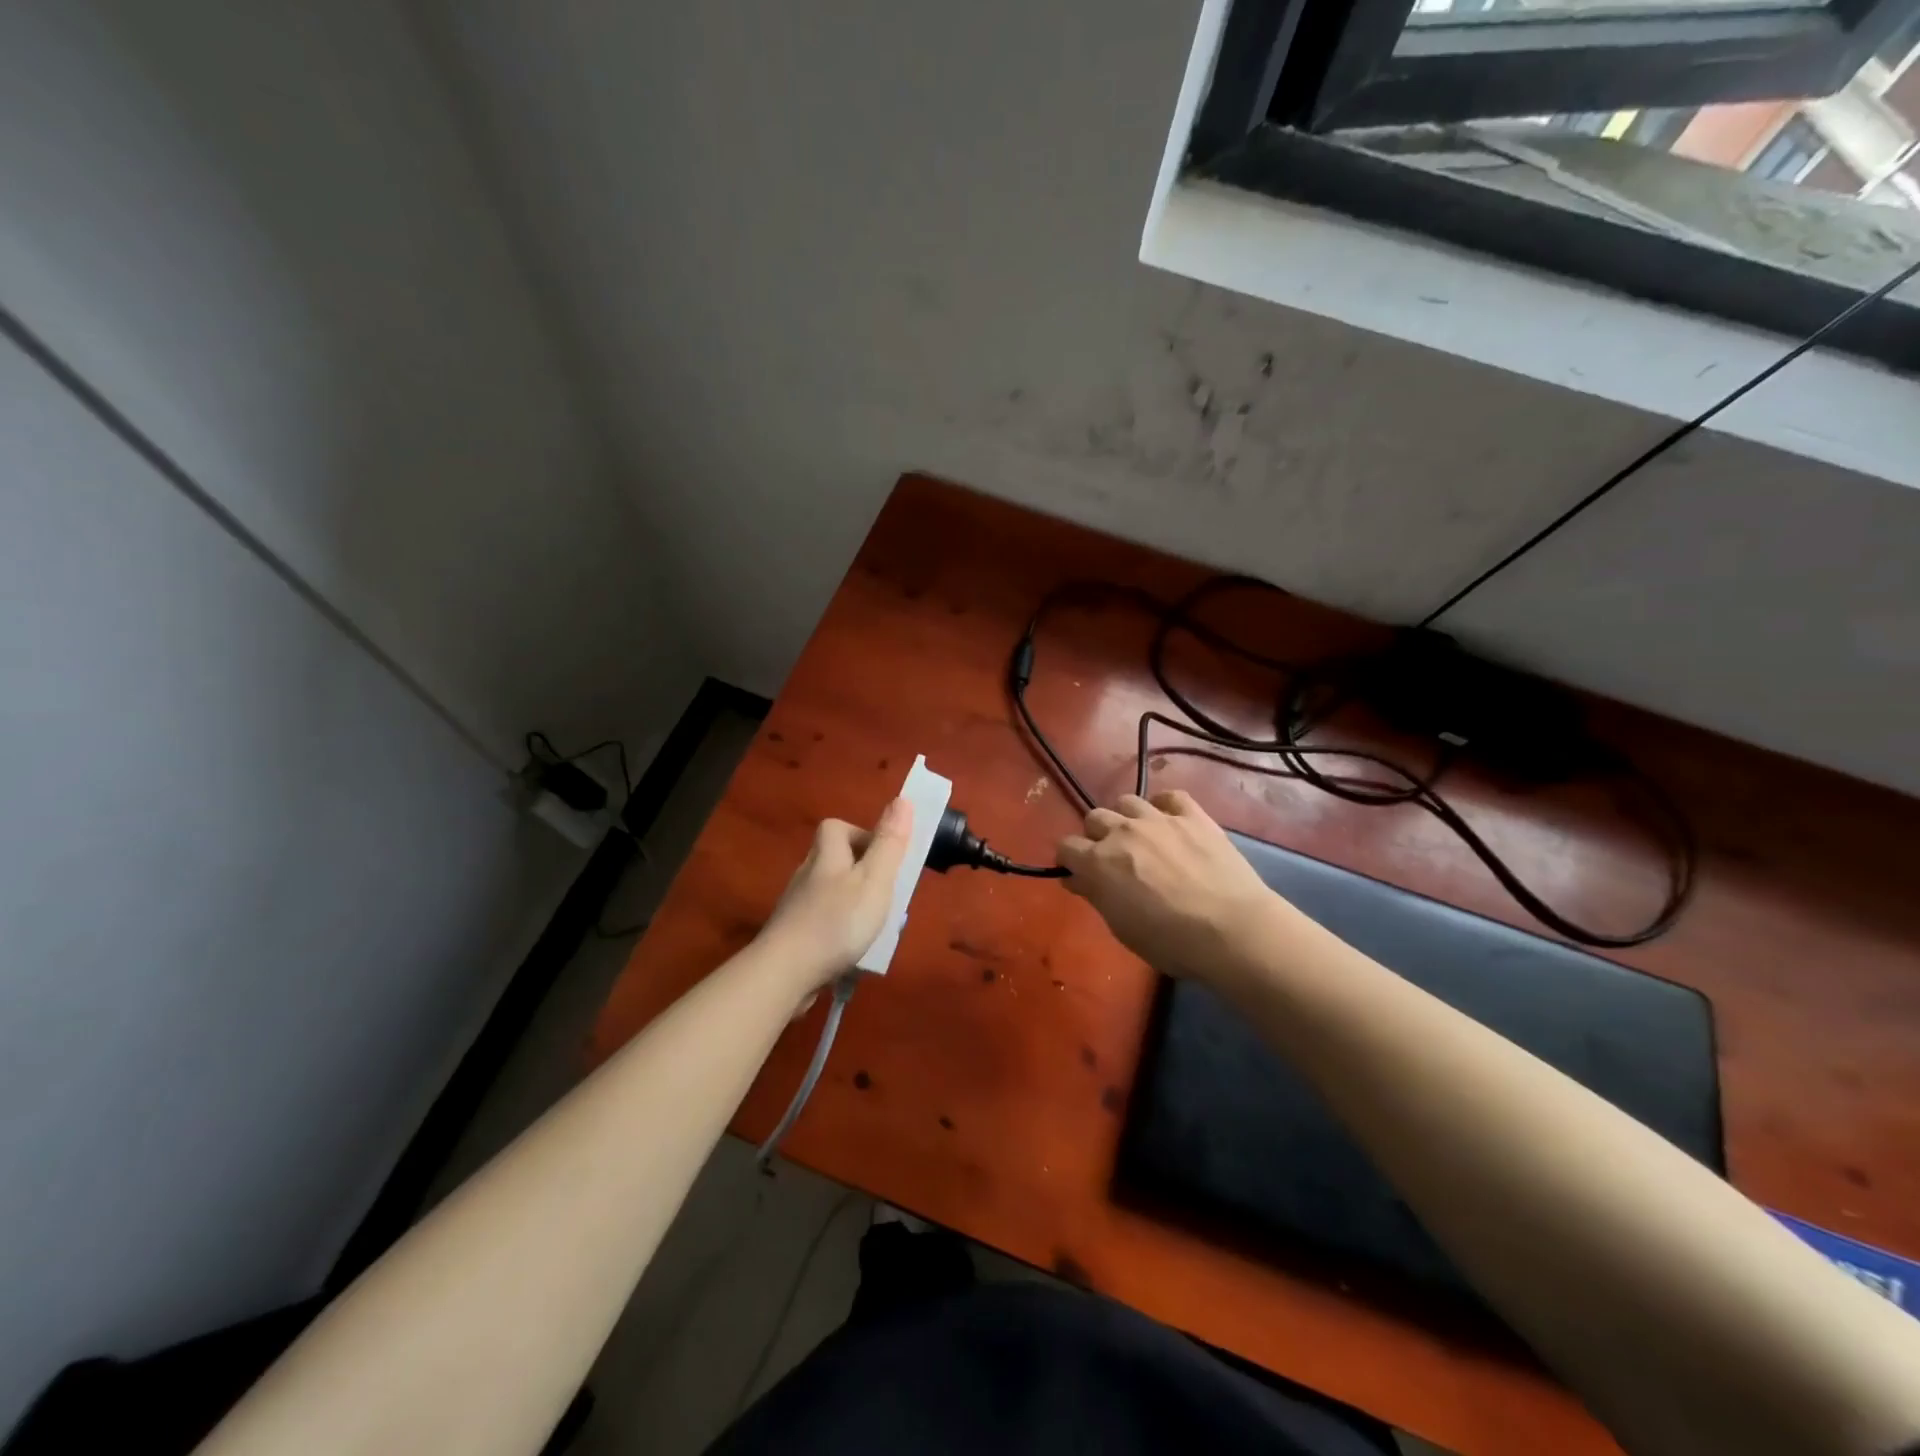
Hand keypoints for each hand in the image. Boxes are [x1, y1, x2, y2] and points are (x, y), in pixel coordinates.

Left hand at [759, 799, 913, 992]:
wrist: (785, 973)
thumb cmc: (837, 921)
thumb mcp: (874, 879)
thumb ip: (889, 842)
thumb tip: (902, 799)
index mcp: (827, 855)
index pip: (836, 827)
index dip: (861, 834)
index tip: (884, 856)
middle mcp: (807, 874)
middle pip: (834, 860)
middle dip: (861, 872)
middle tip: (885, 895)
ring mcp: (796, 906)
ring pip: (829, 892)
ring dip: (851, 902)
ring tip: (874, 925)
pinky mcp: (792, 936)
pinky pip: (821, 921)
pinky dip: (838, 929)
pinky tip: (851, 949)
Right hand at [1057, 791, 1282, 984]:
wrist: (1231, 930)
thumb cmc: (1170, 942)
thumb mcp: (1121, 928)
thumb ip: (1096, 896)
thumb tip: (1076, 878)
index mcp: (1098, 862)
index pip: (1066, 847)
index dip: (1070, 860)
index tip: (1080, 875)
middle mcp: (1122, 831)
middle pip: (1094, 817)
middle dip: (1097, 836)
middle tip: (1113, 859)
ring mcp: (1158, 819)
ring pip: (1127, 802)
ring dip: (1127, 818)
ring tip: (1141, 838)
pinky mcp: (1193, 815)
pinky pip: (1170, 796)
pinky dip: (1164, 806)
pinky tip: (1170, 821)